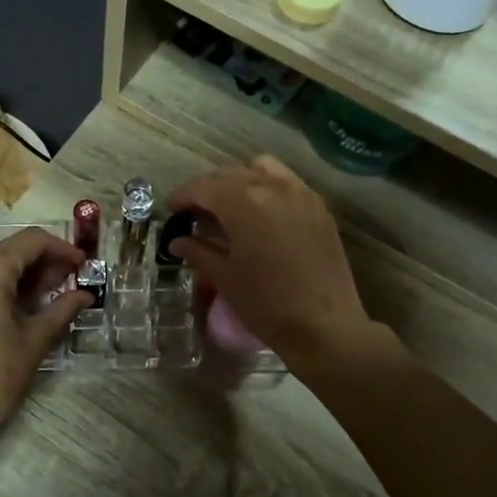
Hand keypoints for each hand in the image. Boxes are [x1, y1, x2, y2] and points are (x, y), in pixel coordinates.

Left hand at [0, 228, 89, 448]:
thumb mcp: (35, 340)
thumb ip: (62, 308)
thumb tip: (85, 295)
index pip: (31, 240)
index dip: (62, 248)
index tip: (83, 265)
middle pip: (10, 248)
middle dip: (43, 261)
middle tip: (69, 283)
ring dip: (21, 272)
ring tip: (47, 295)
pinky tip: (17, 304)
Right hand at [165, 156, 373, 366]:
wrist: (325, 326)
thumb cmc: (266, 304)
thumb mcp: (224, 278)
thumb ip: (198, 251)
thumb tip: (178, 241)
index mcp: (243, 202)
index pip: (204, 187)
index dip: (183, 196)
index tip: (171, 209)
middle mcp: (272, 187)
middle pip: (230, 174)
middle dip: (208, 189)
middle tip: (196, 212)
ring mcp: (301, 194)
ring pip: (262, 169)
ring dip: (239, 181)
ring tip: (230, 207)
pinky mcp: (320, 208)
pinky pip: (287, 183)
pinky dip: (267, 187)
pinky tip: (261, 214)